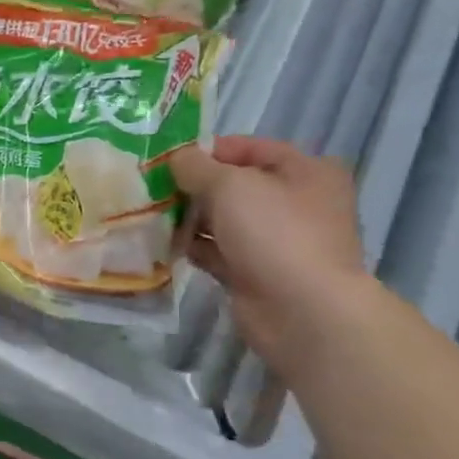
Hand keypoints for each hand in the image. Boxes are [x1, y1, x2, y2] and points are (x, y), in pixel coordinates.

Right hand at [170, 136, 368, 368]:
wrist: (301, 310)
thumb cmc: (273, 232)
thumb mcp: (229, 185)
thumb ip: (196, 167)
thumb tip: (176, 159)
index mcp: (306, 172)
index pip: (250, 148)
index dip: (208, 150)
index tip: (169, 159)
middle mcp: (296, 202)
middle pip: (235, 185)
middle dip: (194, 186)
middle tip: (153, 188)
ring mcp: (277, 241)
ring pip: (224, 220)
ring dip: (190, 218)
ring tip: (152, 216)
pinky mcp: (257, 272)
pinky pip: (219, 251)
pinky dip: (195, 247)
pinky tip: (166, 244)